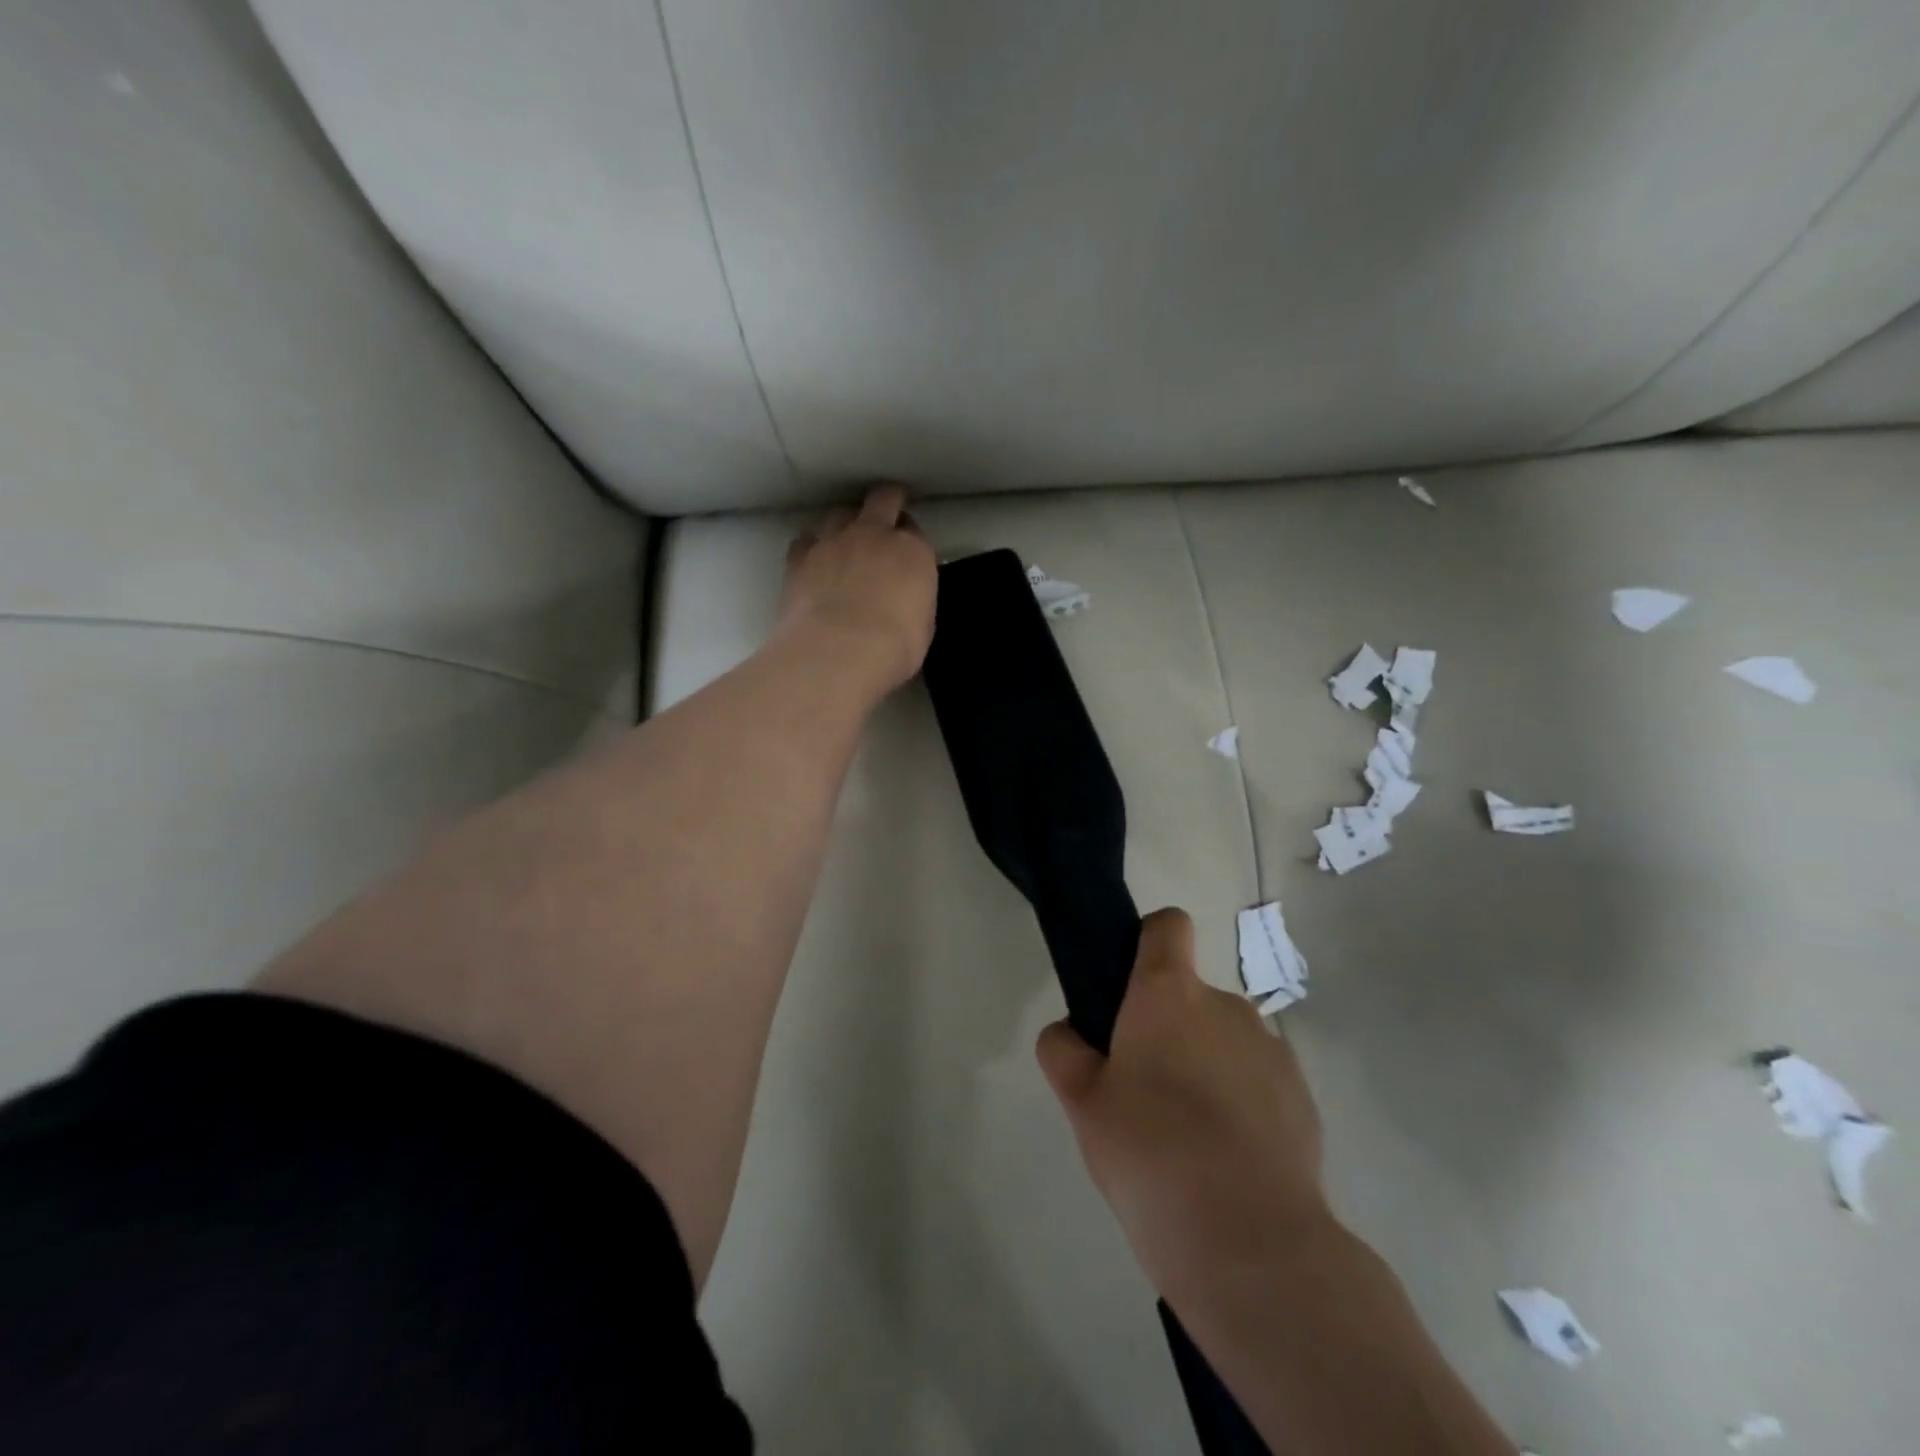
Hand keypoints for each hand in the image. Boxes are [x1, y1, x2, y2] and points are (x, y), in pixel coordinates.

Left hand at [780, 485, 937, 695]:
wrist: (838, 651)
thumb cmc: (894, 647)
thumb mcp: (922, 627)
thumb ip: (914, 600)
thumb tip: (904, 598)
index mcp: (912, 551)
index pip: (914, 530)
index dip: (909, 537)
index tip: (906, 551)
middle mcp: (873, 534)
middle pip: (882, 500)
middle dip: (885, 503)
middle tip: (883, 516)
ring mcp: (833, 541)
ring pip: (839, 514)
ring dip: (844, 524)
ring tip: (843, 543)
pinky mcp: (800, 558)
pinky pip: (805, 540)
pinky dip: (811, 547)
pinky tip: (812, 562)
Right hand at [1037, 908, 1329, 1302]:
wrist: (1251, 1245)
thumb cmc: (1150, 1154)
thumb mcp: (1081, 1104)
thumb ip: (1063, 1052)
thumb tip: (1069, 1033)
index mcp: (1169, 994)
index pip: (1167, 926)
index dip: (1148, 942)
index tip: (1128, 988)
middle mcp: (1225, 1006)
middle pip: (1189, 996)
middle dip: (1167, 1029)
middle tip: (1142, 1093)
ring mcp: (1271, 1051)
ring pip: (1223, 1041)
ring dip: (1204, 1067)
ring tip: (1186, 1139)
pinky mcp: (1302, 1098)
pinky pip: (1257, 1081)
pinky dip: (1240, 1104)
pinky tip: (1226, 1162)